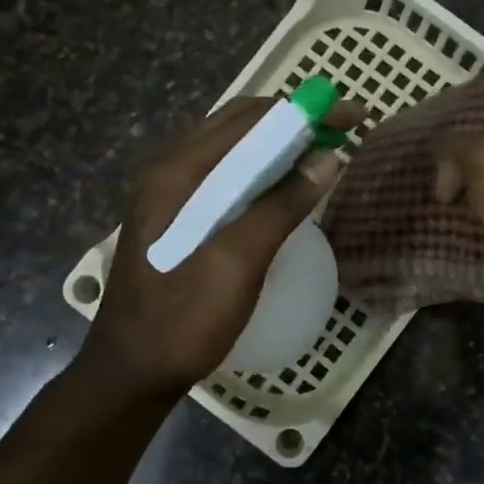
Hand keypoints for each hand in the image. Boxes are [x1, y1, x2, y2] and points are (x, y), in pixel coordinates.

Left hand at [78, 96, 361, 398]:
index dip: (305, 111)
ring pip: (231, 150)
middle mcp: (168, 170)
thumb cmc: (184, 321)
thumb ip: (280, 207)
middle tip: (342, 134)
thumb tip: (327, 158)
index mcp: (178, 171)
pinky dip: (259, 172)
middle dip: (293, 121)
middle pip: (239, 126)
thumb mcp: (238, 264)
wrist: (132, 371)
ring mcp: (167, 195)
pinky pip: (223, 178)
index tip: (352, 118)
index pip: (250, 118)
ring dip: (277, 145)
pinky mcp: (174, 219)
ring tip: (321, 157)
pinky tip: (282, 192)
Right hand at [434, 117, 483, 312]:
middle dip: (455, 175)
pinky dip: (469, 234)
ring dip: (458, 208)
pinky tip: (444, 237)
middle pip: (483, 163)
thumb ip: (457, 146)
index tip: (430, 156)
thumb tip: (443, 165)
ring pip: (483, 198)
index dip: (458, 137)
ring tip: (427, 212)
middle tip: (425, 188)